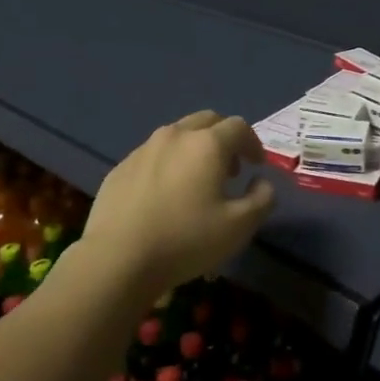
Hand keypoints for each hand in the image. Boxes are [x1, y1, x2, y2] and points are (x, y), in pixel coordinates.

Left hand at [81, 111, 274, 294]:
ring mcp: (144, 149)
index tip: (256, 166)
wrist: (117, 259)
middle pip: (207, 120)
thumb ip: (262, 198)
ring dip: (195, 148)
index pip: (239, 127)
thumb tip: (260, 182)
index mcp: (207, 144)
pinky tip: (165, 195)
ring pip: (177, 135)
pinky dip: (168, 164)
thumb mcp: (239, 226)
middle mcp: (175, 136)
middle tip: (229, 169)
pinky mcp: (121, 167)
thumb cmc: (186, 240)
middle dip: (224, 138)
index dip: (253, 143)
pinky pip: (153, 155)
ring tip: (197, 181)